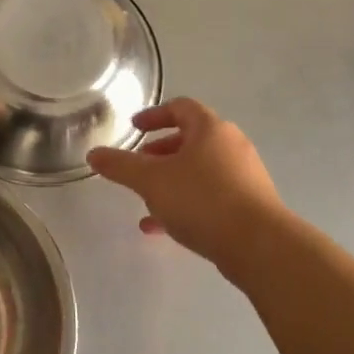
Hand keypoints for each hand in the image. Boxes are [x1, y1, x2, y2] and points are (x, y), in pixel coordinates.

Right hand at [87, 98, 282, 264]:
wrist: (259, 246)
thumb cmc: (202, 200)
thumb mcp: (151, 181)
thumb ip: (120, 165)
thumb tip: (94, 154)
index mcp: (211, 129)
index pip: (181, 108)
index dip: (155, 115)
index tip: (135, 127)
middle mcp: (231, 146)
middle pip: (191, 140)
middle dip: (161, 152)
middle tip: (139, 165)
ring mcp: (244, 176)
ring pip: (199, 171)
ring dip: (171, 181)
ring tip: (146, 200)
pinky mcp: (249, 205)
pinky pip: (211, 196)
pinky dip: (186, 203)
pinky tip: (161, 228)